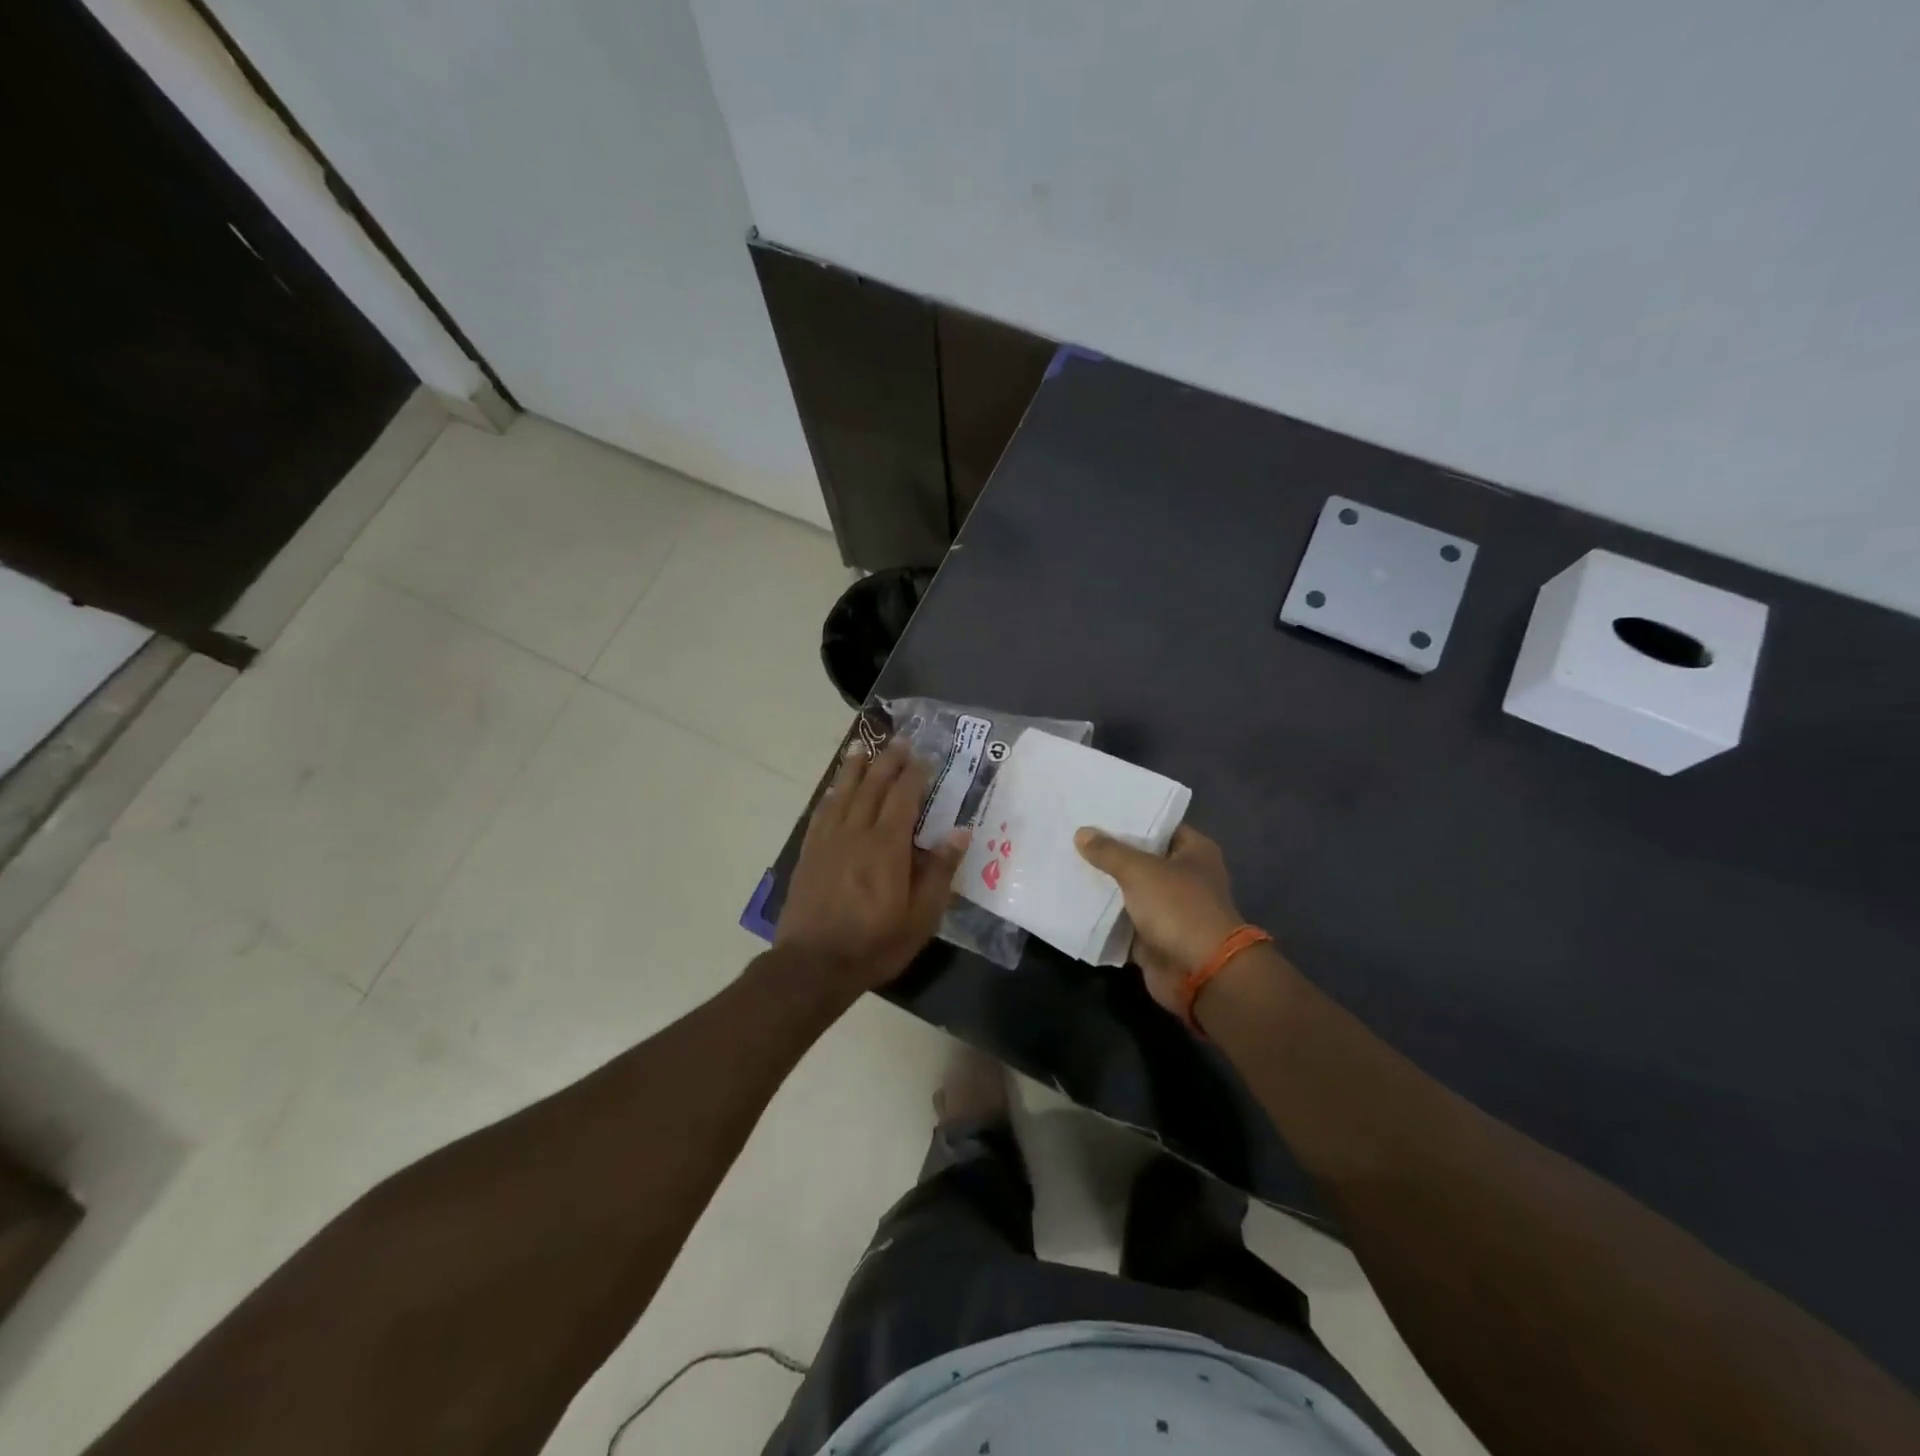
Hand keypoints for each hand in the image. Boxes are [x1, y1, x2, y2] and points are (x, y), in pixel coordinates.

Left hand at [777, 740, 969, 993]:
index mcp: (887, 846)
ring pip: (843, 793)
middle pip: (872, 786)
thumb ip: (940, 872)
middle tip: (898, 740)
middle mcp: (856, 833)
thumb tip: (960, 831)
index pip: (903, 798)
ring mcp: (828, 841)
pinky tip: (835, 788)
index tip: (923, 756)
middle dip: (887, 761)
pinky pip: (821, 812)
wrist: (813, 965)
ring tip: (862, 746)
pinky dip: (831, 794)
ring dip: (854, 767)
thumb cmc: (875, 944)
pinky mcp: (809, 853)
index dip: (914, 774)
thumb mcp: (921, 917)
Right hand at [1074, 825, 1246, 1015]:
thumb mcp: (1140, 871)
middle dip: (1110, 852)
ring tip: (1067, 863)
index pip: (1159, 825)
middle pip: (1141, 858)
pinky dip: (1103, 916)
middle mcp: (1184, 877)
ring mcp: (1169, 909)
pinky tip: (1073, 900)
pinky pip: (1122, 921)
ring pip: (1129, 890)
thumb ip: (1109, 851)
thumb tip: (1081, 833)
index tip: (1096, 812)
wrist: (1199, 973)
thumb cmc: (1178, 908)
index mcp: (1194, 852)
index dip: (1131, 819)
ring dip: (1104, 885)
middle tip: (1074, 836)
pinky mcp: (1153, 937)